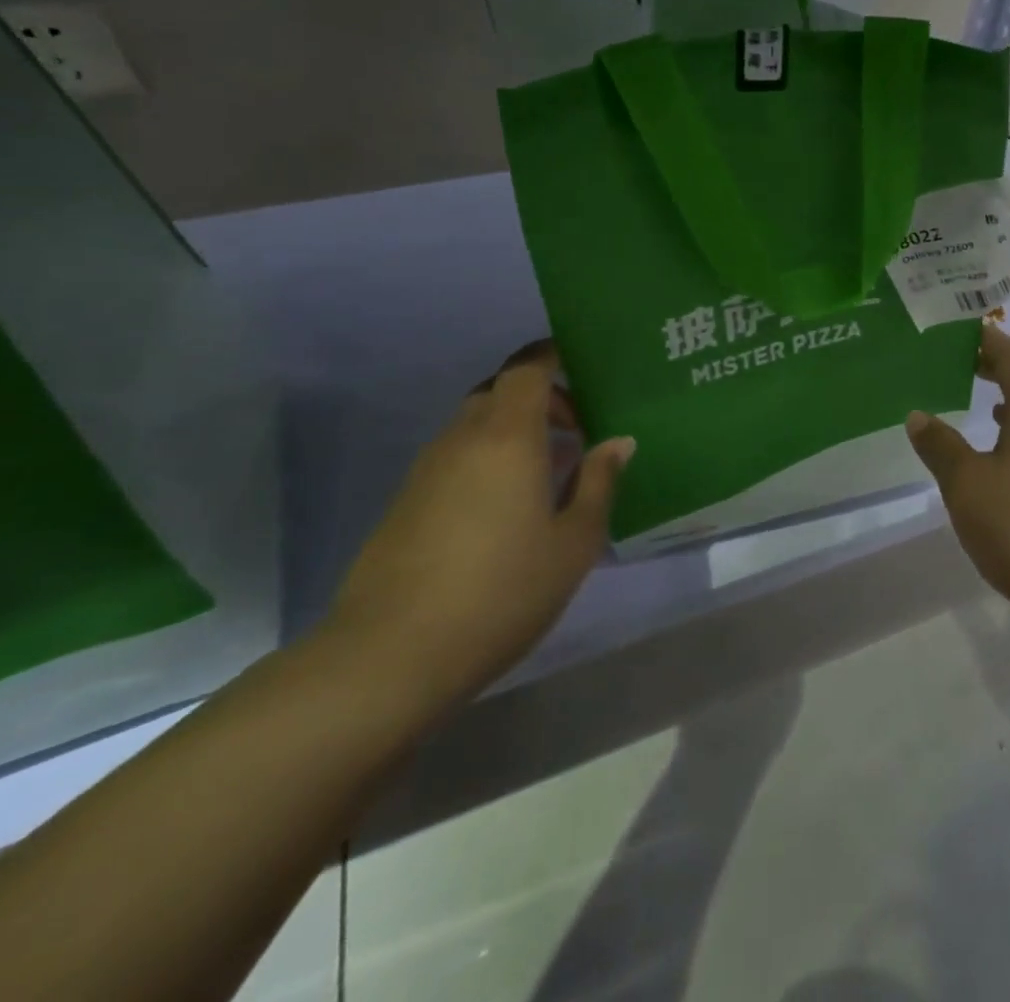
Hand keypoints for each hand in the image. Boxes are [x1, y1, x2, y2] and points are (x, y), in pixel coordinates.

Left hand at [322, 344, 632, 707]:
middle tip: (576, 433)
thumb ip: (599, 483)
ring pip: (476, 425)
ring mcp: (427, 469)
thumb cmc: (502, 590)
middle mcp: (463, 439)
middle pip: (500, 391)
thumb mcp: (574, 542)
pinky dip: (488, 460)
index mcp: (508, 436)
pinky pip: (456, 457)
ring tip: (548, 475)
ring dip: (514, 432)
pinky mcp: (406, 501)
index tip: (582, 366)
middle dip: (541, 399)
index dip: (552, 356)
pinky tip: (507, 508)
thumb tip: (617, 443)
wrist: (392, 655)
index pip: (526, 368)